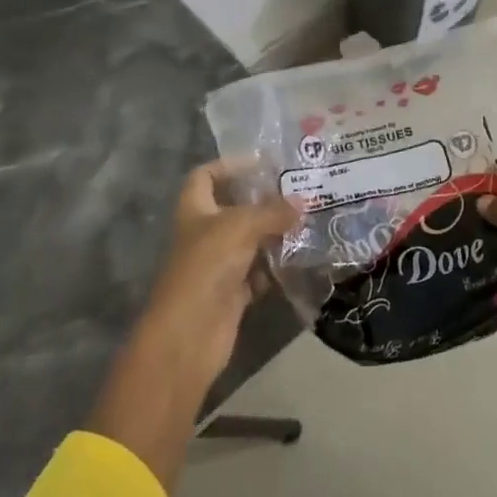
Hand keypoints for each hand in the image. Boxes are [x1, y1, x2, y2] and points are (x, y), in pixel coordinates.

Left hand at [135, 161, 297, 392]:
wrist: (189, 333)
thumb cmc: (207, 266)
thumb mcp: (241, 227)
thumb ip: (273, 212)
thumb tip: (303, 202)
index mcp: (195, 210)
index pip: (206, 176)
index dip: (230, 165)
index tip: (262, 164)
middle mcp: (204, 234)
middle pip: (234, 208)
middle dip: (263, 201)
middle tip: (298, 193)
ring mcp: (218, 264)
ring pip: (249, 241)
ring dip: (274, 234)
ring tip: (307, 222)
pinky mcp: (232, 292)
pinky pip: (258, 272)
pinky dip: (275, 267)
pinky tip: (300, 258)